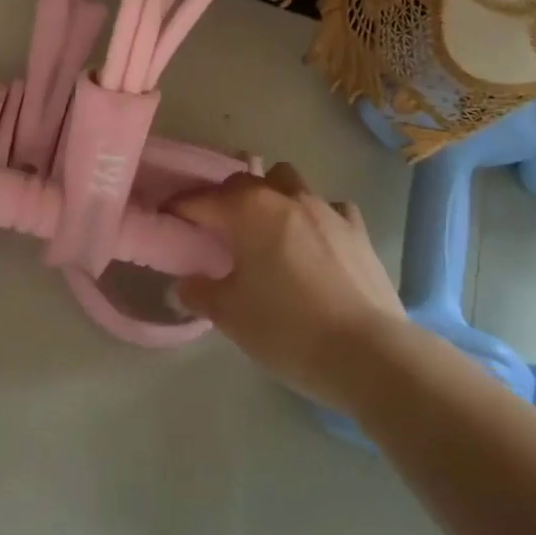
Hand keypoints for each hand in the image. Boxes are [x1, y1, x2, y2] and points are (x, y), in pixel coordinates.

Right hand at [170, 163, 402, 408]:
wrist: (369, 354)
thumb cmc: (288, 329)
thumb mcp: (231, 316)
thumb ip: (201, 293)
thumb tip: (183, 285)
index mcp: (247, 211)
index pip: (200, 200)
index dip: (179, 208)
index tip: (167, 217)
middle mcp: (283, 197)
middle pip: (243, 181)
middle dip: (225, 198)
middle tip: (217, 228)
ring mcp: (325, 208)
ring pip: (287, 180)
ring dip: (272, 194)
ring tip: (268, 227)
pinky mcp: (357, 229)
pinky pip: (330, 207)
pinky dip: (316, 216)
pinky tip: (316, 241)